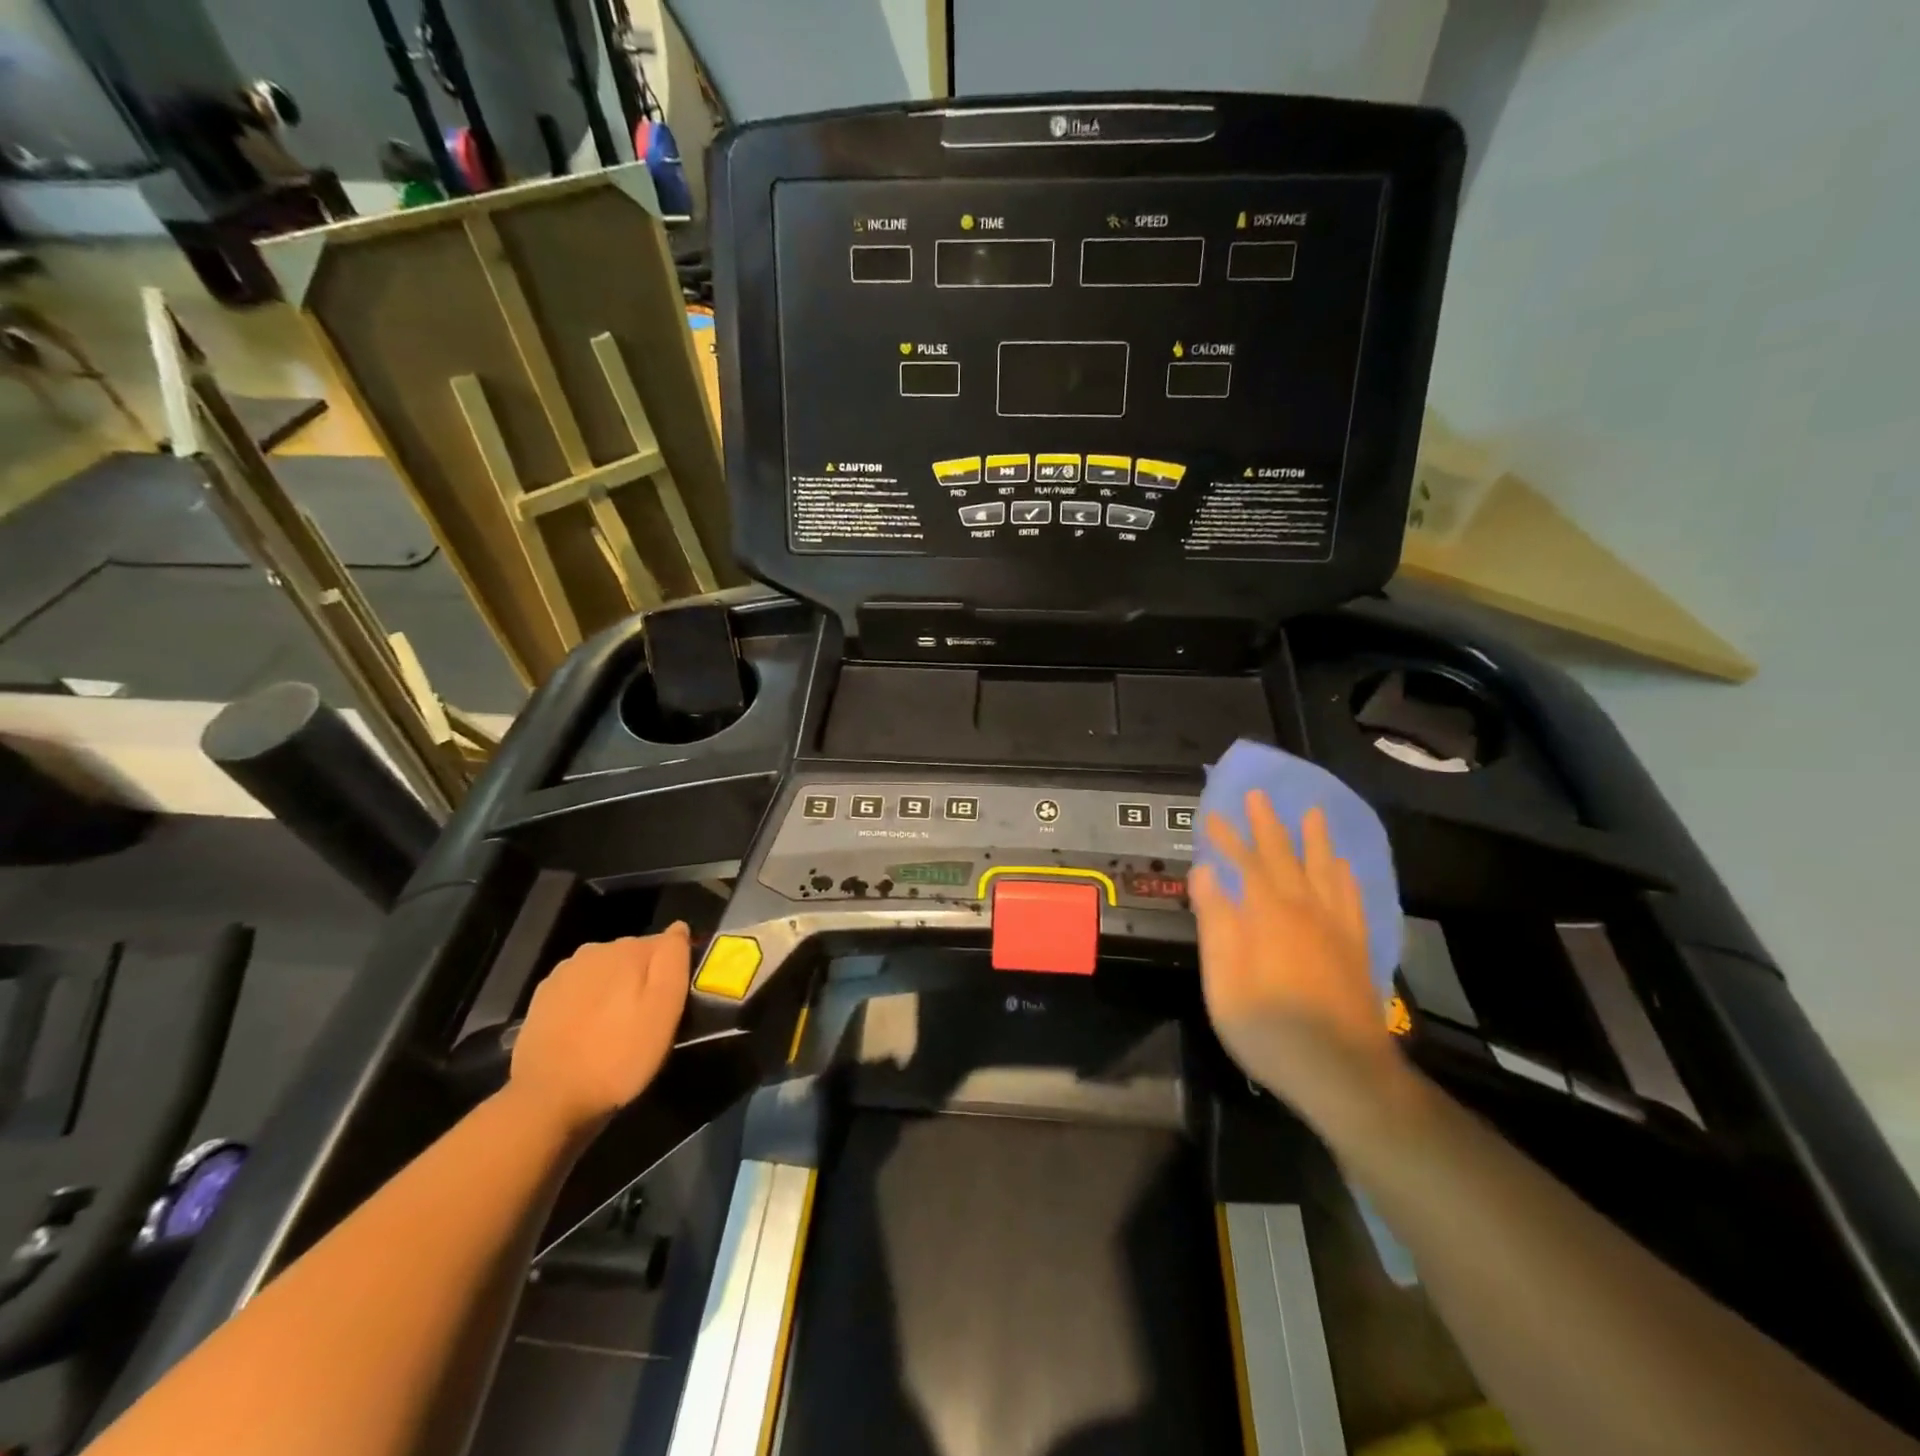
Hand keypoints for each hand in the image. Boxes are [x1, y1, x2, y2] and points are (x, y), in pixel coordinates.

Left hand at [509, 926, 690, 1133]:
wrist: (547, 1099)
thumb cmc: (618, 1056)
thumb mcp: (665, 1010)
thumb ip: (674, 961)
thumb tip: (679, 927)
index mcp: (627, 949)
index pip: (665, 945)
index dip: (673, 972)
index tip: (673, 1004)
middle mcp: (594, 950)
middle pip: (633, 957)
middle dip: (642, 980)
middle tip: (646, 1021)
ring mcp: (563, 974)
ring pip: (604, 973)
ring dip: (614, 991)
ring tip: (616, 1030)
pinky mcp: (542, 999)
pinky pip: (578, 991)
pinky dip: (588, 1004)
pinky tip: (588, 1033)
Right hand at [1190, 794, 1413, 1135]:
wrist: (1343, 1074)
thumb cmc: (1269, 1028)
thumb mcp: (1223, 980)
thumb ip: (1216, 922)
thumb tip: (1204, 872)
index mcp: (1268, 915)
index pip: (1244, 863)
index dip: (1226, 838)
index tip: (1210, 815)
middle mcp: (1305, 910)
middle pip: (1285, 858)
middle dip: (1268, 825)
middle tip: (1258, 796)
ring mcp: (1336, 929)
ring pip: (1325, 871)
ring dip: (1315, 840)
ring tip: (1312, 814)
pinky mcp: (1356, 949)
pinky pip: (1352, 899)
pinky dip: (1346, 877)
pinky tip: (1344, 869)